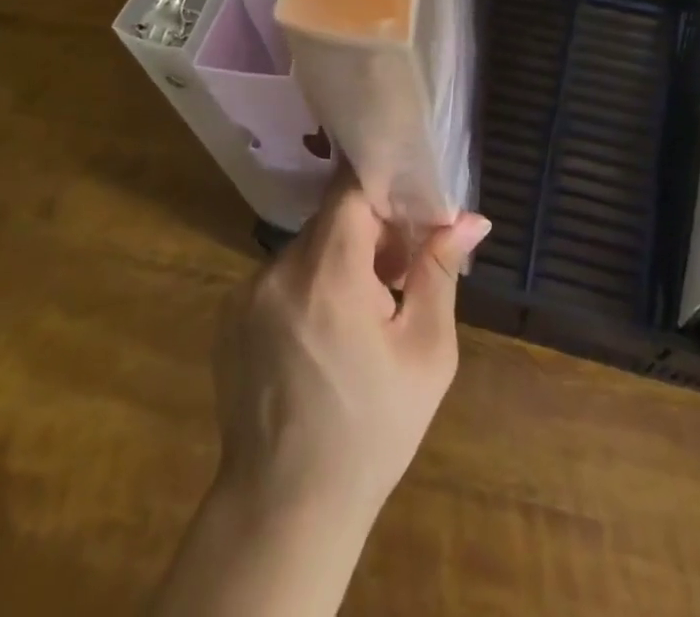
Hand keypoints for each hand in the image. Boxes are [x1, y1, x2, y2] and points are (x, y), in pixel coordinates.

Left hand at [211, 175, 491, 529]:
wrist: (285, 509)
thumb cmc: (371, 430)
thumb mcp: (426, 353)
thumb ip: (440, 272)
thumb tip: (470, 218)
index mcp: (328, 275)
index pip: (351, 189)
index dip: (384, 192)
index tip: (410, 217)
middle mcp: (279, 271)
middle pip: (331, 219)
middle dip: (369, 234)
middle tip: (398, 277)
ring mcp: (246, 292)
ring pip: (307, 248)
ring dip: (338, 263)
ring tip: (361, 316)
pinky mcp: (228, 315)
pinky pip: (280, 277)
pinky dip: (307, 287)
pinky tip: (322, 337)